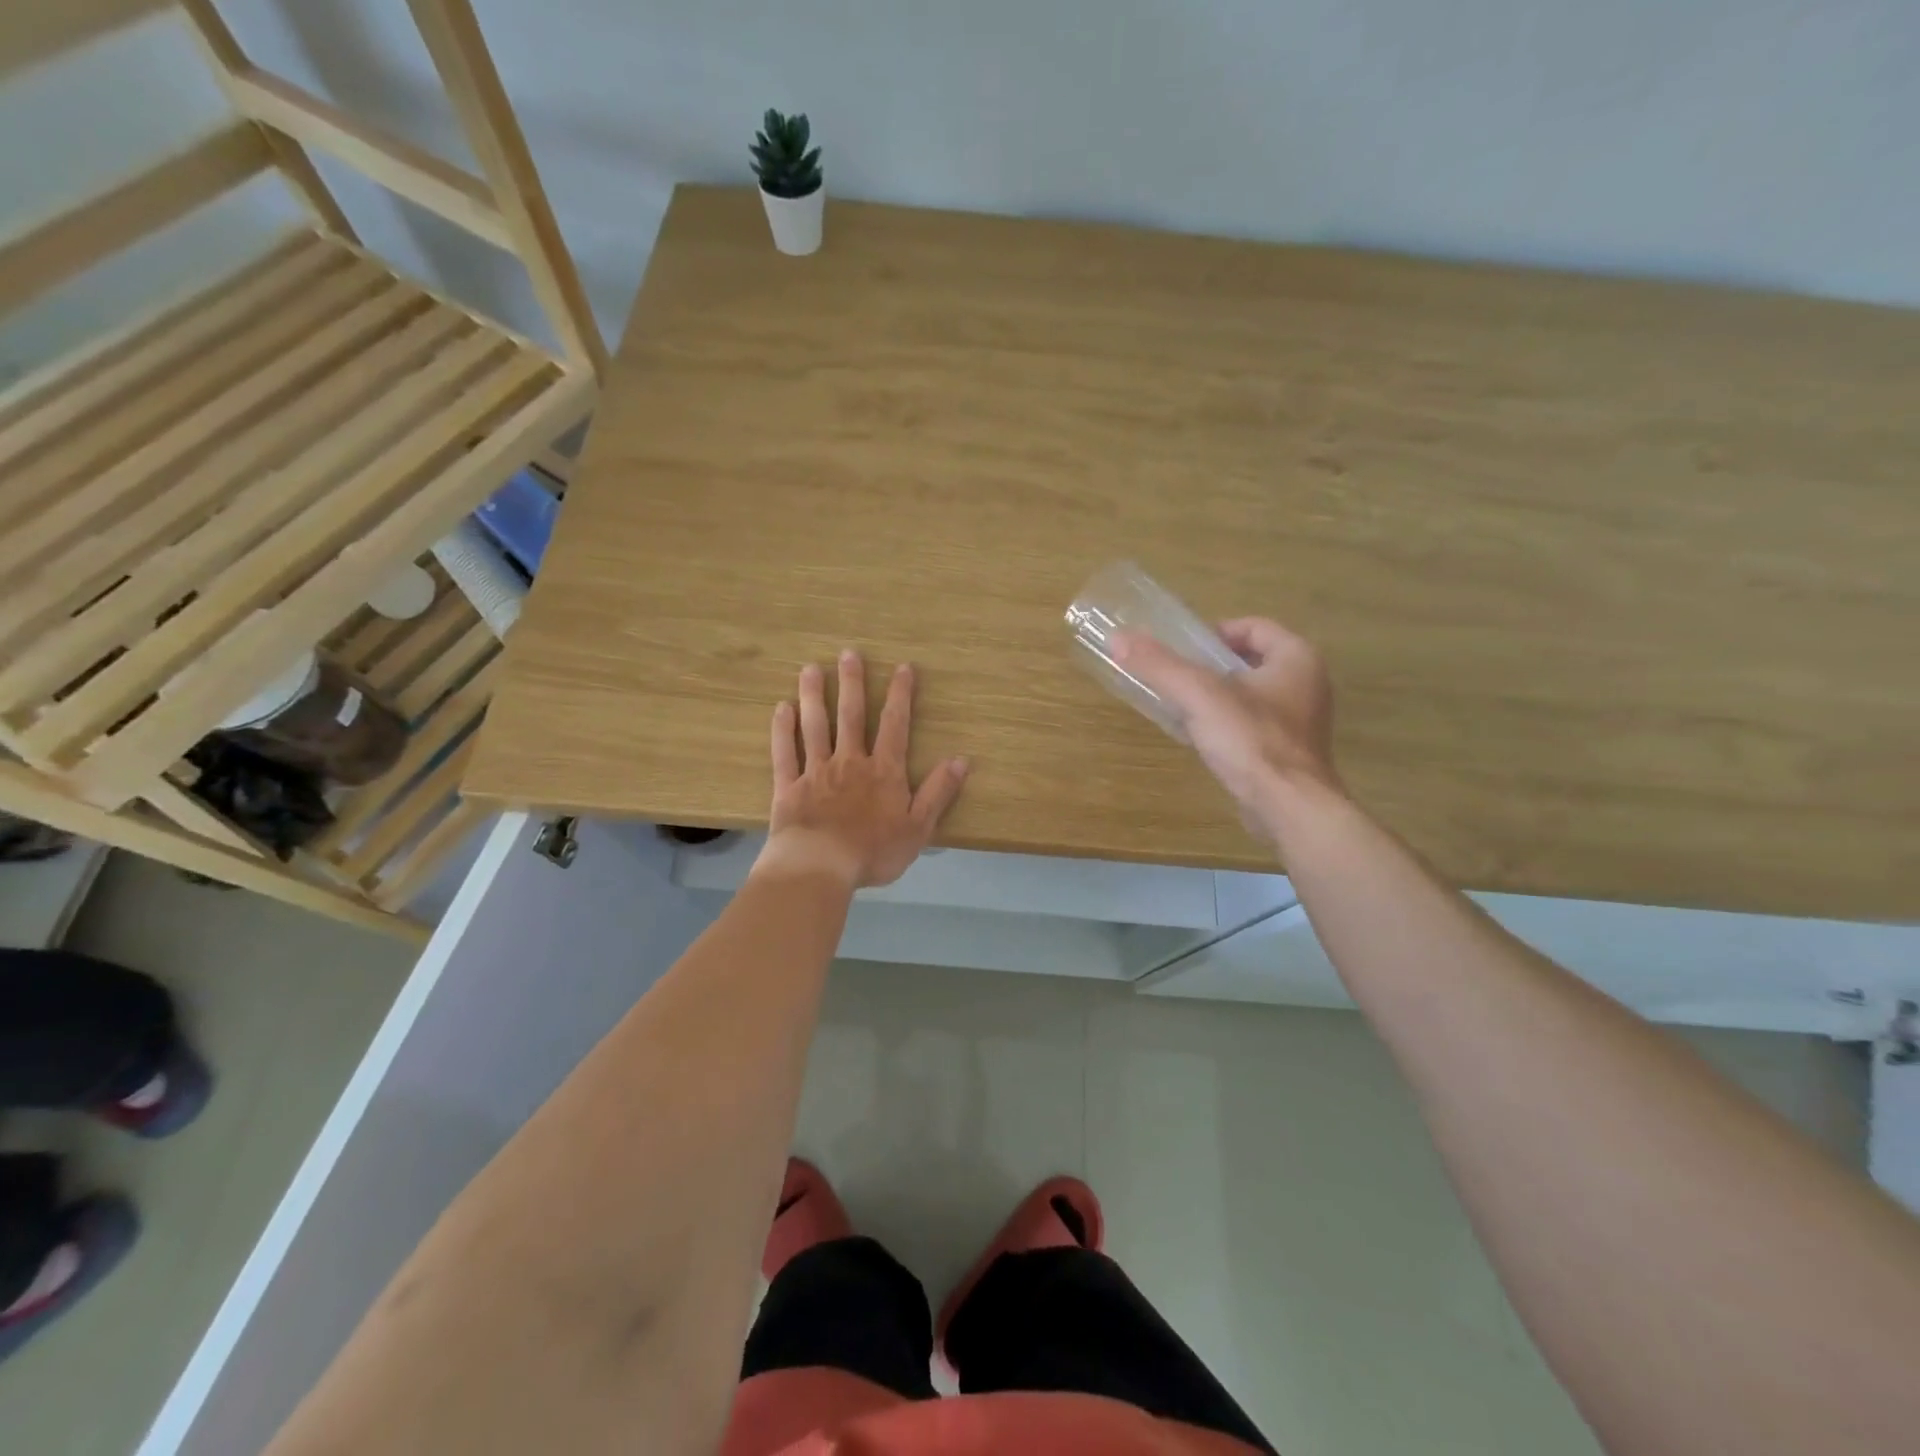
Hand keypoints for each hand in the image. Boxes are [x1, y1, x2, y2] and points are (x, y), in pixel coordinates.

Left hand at [755, 650, 970, 889]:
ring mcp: (816, 771)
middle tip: (849, 653)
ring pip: (816, 726)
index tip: (903, 667)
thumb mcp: (918, 827)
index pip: (895, 726)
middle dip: (852, 683)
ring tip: (810, 668)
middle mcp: (850, 762)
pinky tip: (781, 708)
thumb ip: (938, 792)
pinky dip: (783, 730)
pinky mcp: (789, 787)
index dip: (900, 696)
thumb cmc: (873, 851)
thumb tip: (961, 760)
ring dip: (814, 696)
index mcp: (883, 771)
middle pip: (851, 716)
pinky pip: (785, 753)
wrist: (820, 865)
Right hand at [1112, 617, 1341, 835]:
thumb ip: (1159, 665)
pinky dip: (1227, 724)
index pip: (1253, 626)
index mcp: (1296, 658)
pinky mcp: (1289, 752)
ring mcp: (1301, 721)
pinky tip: (1200, 737)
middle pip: (1250, 660)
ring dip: (1217, 696)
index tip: (1184, 651)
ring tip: (1182, 706)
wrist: (1288, 808)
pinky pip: (1253, 724)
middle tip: (1177, 678)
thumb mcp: (1198, 695)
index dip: (1215, 633)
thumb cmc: (1251, 740)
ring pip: (1251, 694)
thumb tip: (1118, 638)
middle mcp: (1306, 683)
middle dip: (1212, 666)